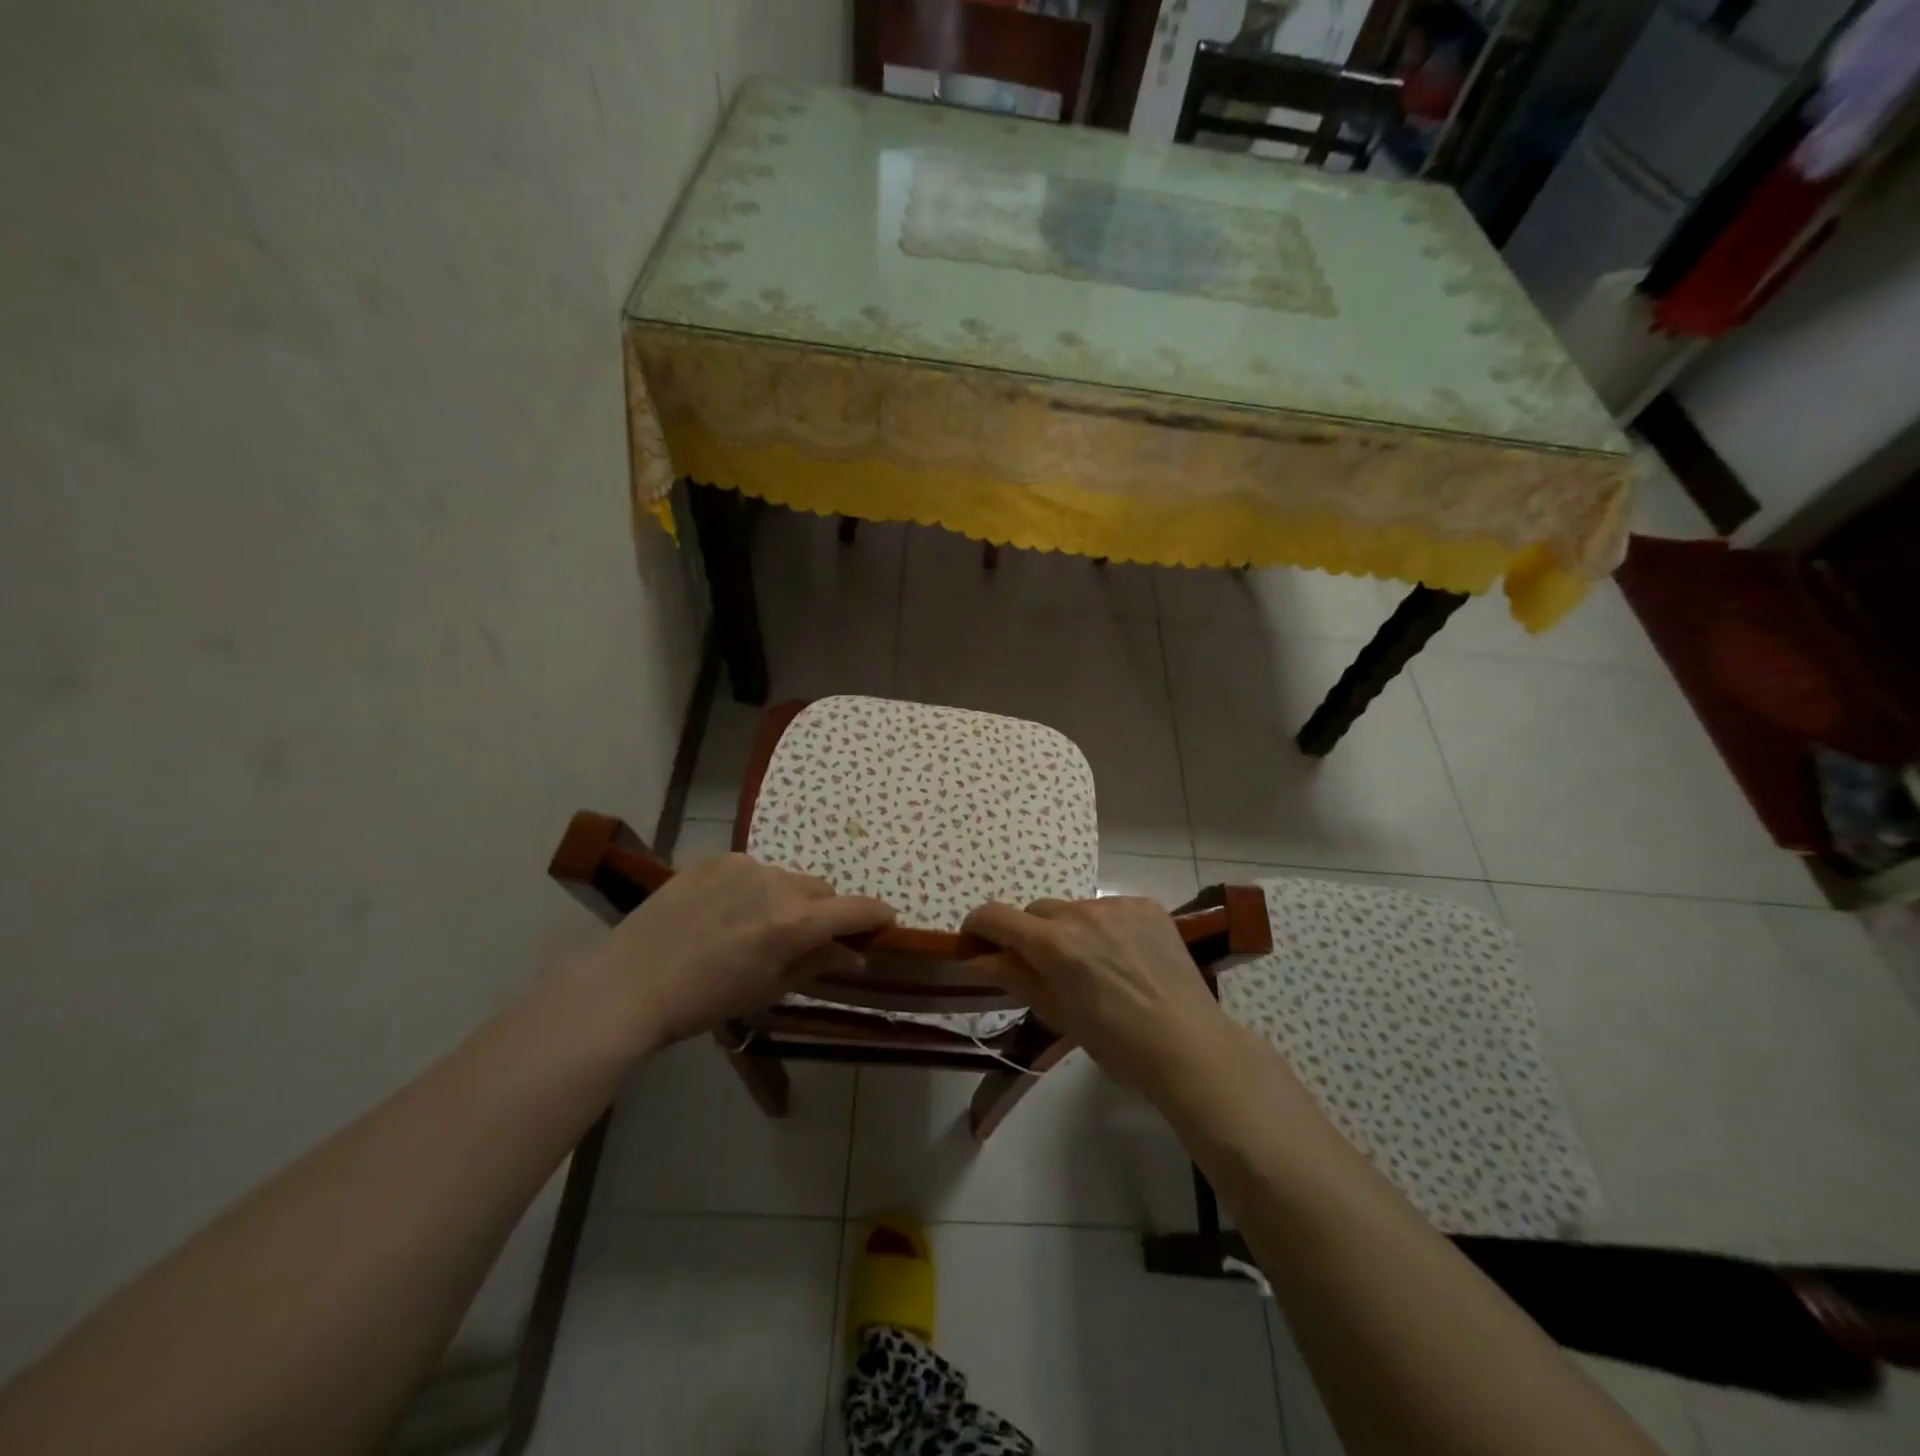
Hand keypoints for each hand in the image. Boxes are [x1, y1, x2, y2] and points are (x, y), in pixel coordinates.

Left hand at [583, 853, 894, 1050]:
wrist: (630, 983)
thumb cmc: (705, 1000)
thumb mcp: (768, 989)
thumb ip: (818, 964)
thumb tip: (856, 956)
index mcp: (795, 922)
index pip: (855, 909)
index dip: (876, 914)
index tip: (887, 920)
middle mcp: (777, 884)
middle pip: (821, 890)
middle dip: (825, 911)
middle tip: (806, 938)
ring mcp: (744, 866)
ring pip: (786, 878)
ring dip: (787, 898)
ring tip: (755, 926)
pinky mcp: (714, 859)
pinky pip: (751, 871)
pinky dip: (753, 888)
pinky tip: (725, 913)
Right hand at [961, 896, 1236, 1100]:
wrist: (1190, 1046)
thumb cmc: (1117, 1044)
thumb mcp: (1057, 1014)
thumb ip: (1014, 977)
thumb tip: (975, 958)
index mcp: (1054, 944)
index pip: (996, 916)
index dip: (979, 926)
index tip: (978, 943)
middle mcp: (1081, 912)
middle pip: (1036, 911)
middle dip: (1030, 935)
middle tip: (1047, 969)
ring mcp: (1117, 905)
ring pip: (1073, 909)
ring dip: (1069, 930)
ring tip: (1095, 966)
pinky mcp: (1146, 905)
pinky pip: (1108, 908)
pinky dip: (1104, 927)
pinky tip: (1124, 958)